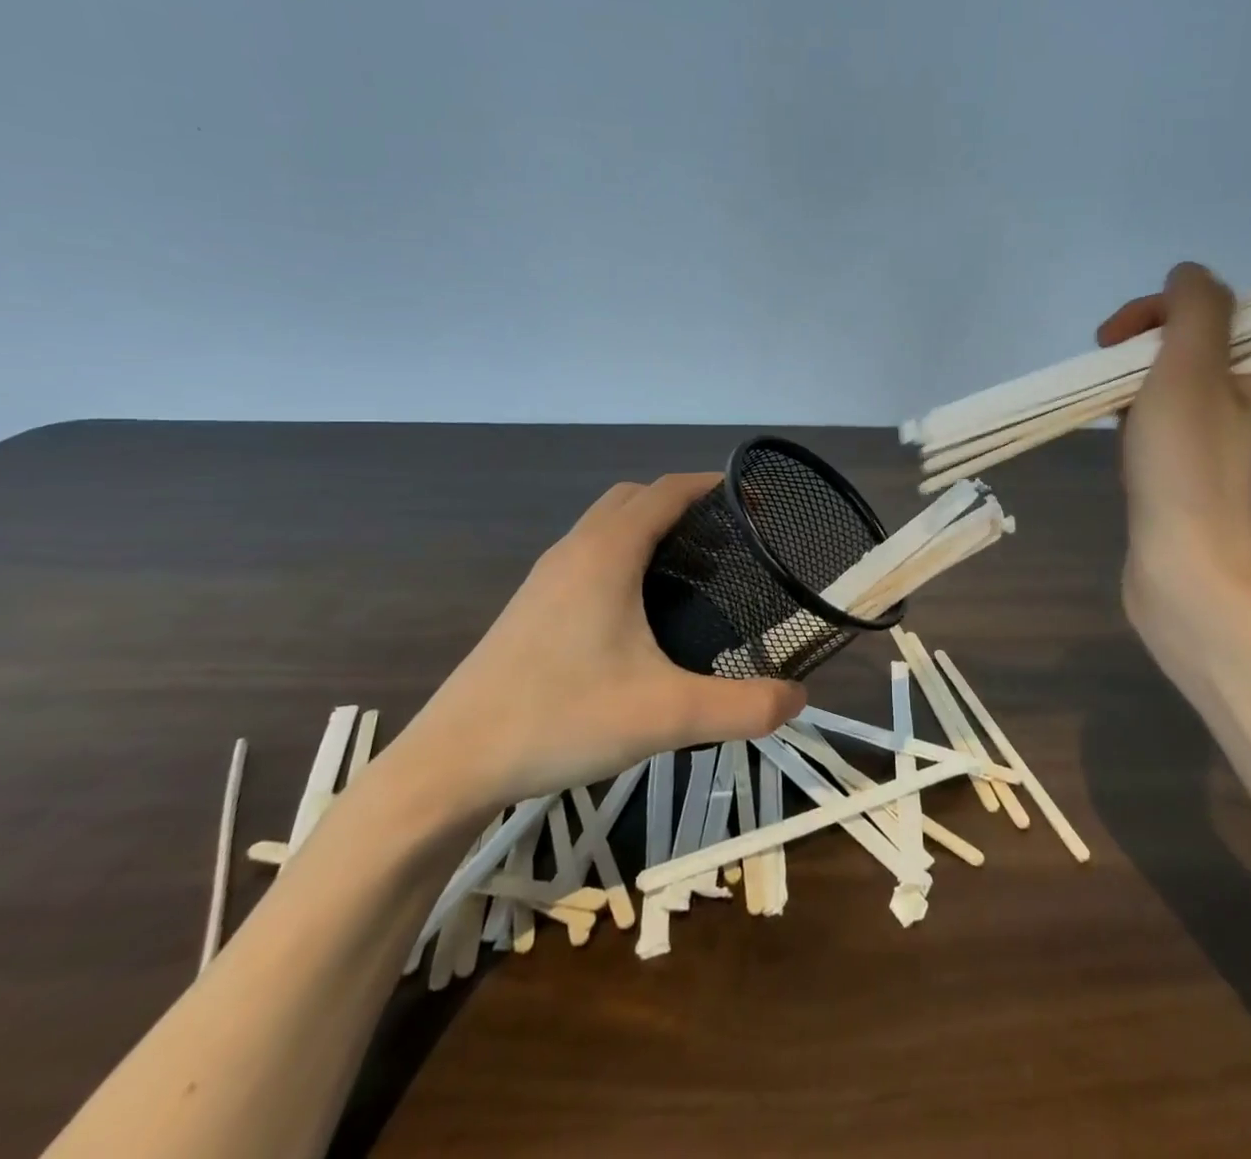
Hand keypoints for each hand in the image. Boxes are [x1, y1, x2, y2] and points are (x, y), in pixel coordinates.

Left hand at [391, 473, 806, 816]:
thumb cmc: (560, 719)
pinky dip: (625, 557)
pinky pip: (589, 556)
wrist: (450, 764)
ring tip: (693, 575)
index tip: (754, 502)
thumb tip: (800, 698)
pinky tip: (641, 614)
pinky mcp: (531, 607)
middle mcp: (574, 551)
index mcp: (607, 554)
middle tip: (728, 542)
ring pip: (607, 526)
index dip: (714, 486)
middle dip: (684, 505)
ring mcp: (546, 578)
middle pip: (635, 499)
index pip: (667, 491)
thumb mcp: (667, 716)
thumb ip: (743, 707)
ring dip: (652, 530)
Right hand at [1097, 263, 1250, 626]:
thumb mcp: (1190, 370)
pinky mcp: (1199, 482)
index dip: (1157, 314)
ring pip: (1173, 393)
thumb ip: (1193, 309)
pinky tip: (1122, 446)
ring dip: (1136, 391)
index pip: (1213, 314)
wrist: (1190, 577)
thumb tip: (1188, 273)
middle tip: (1105, 378)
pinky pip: (1167, 432)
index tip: (1111, 341)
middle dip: (1141, 355)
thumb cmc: (1188, 469)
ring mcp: (1228, 450)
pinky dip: (1139, 427)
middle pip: (1191, 351)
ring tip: (1112, 416)